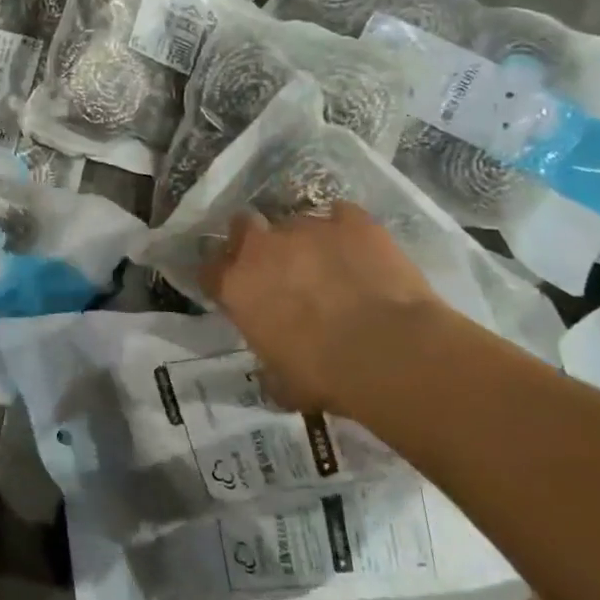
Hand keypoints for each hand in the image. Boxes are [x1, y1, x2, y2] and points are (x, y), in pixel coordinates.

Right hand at [199, 205, 456, 413]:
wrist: (390, 351)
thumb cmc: (326, 376)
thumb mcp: (283, 383)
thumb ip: (269, 365)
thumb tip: (272, 373)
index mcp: (236, 286)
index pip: (209, 270)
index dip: (221, 278)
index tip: (235, 290)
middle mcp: (262, 247)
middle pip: (243, 225)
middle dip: (254, 239)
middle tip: (276, 264)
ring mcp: (306, 226)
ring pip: (296, 222)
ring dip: (305, 241)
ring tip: (330, 264)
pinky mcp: (351, 220)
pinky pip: (342, 215)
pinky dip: (347, 231)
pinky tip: (361, 251)